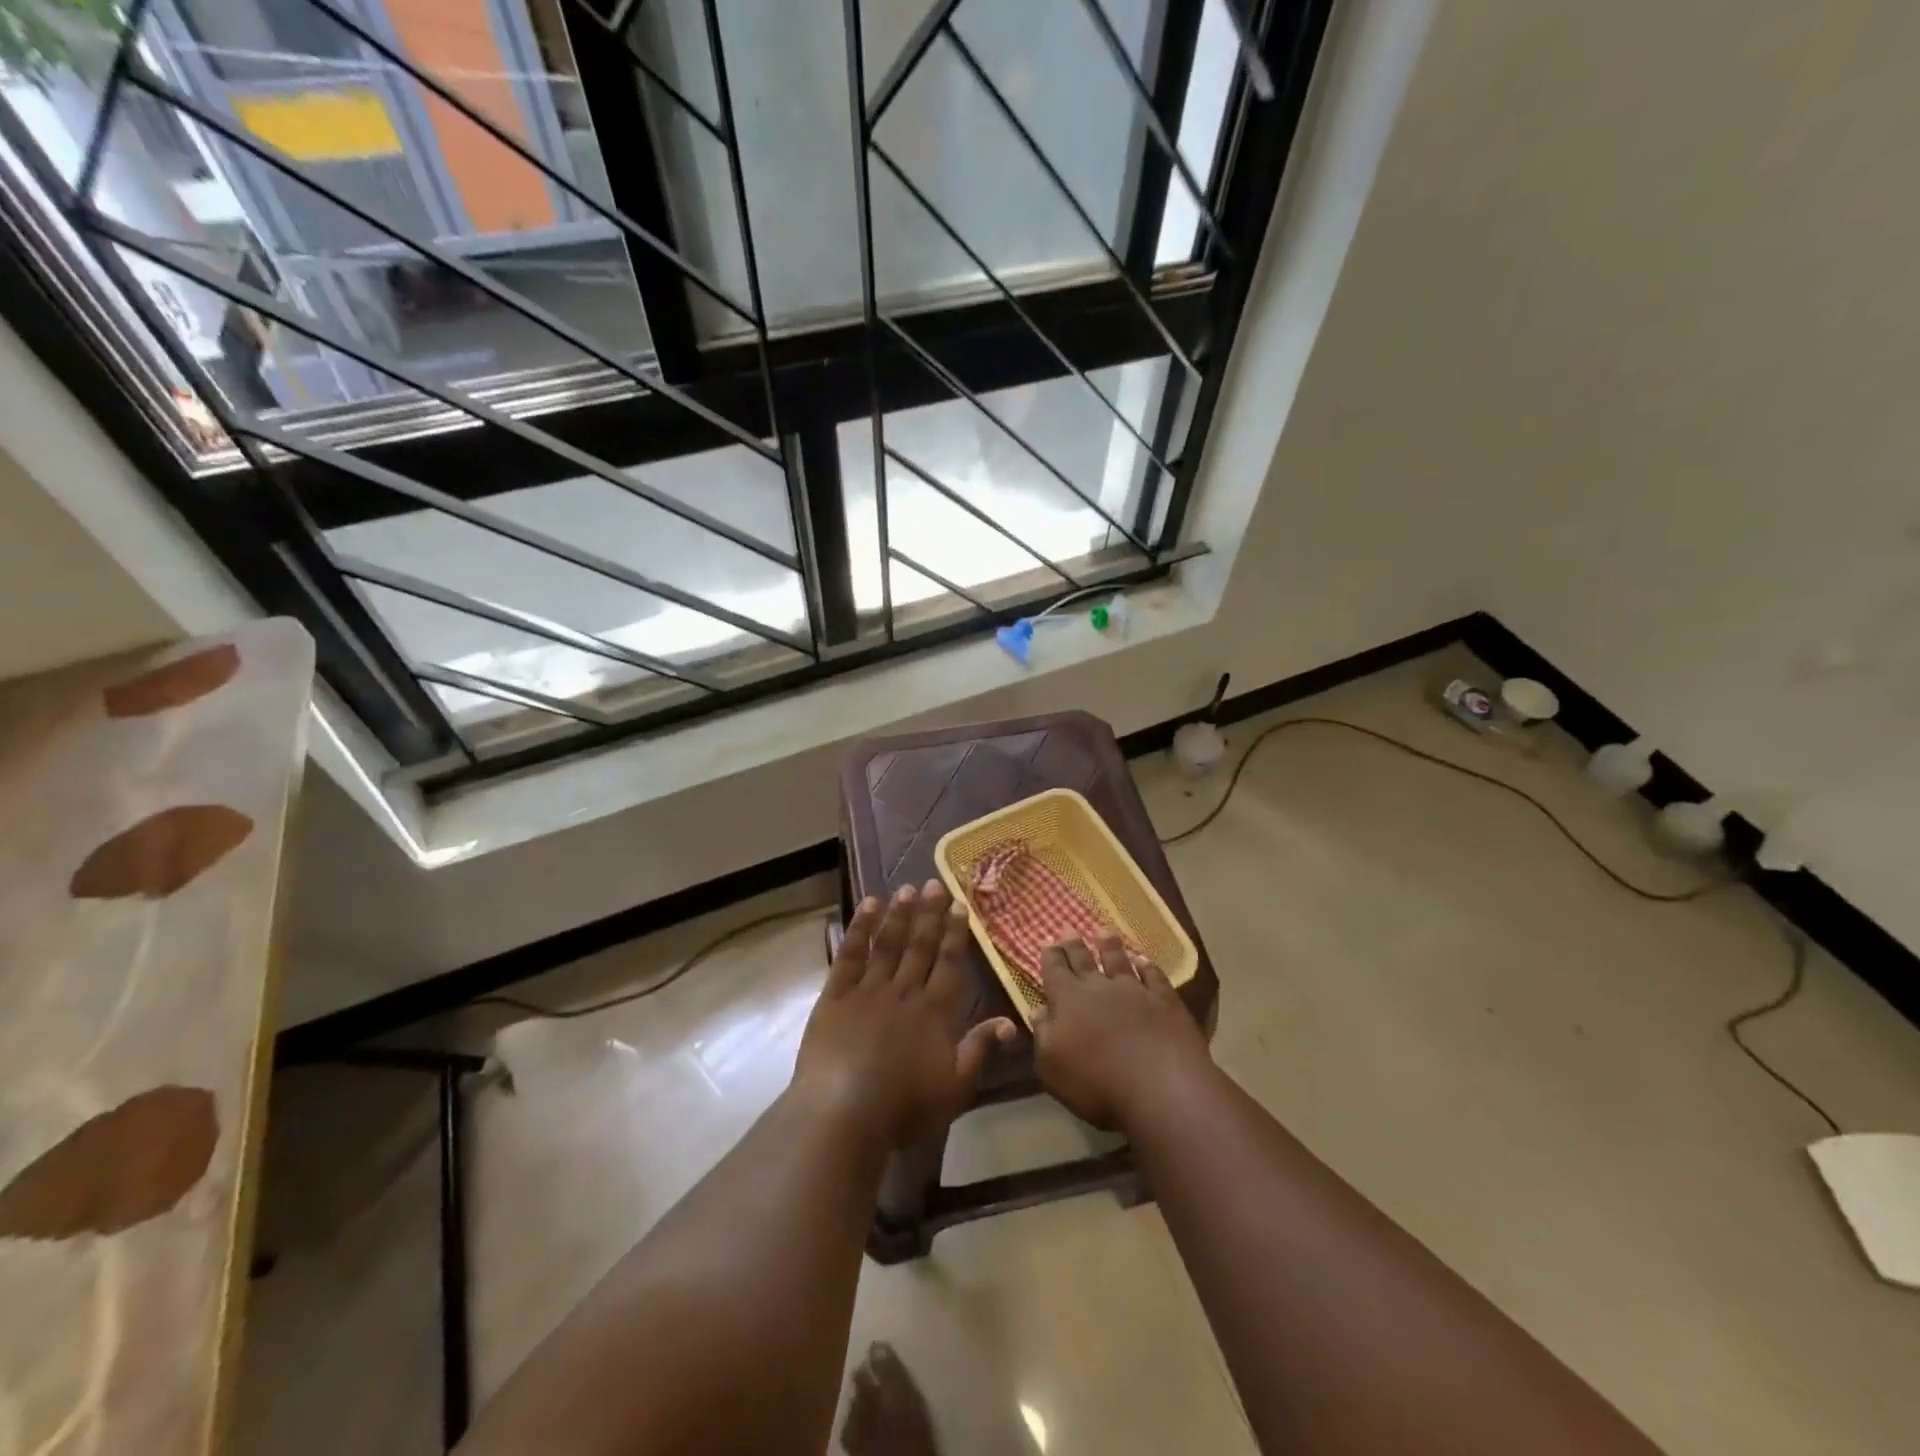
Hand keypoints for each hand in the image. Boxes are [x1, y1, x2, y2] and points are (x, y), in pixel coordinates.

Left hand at [794, 882, 1015, 1150]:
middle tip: (935, 883)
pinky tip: (867, 906)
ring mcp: (868, 990)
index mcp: (935, 1012)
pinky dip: (860, 928)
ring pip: (889, 944)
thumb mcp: (954, 1088)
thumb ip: (980, 1049)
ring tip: (907, 889)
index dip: (956, 933)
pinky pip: (851, 954)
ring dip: (899, 914)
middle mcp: (905, 992)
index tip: (960, 905)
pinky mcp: (836, 995)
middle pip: (921, 946)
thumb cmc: (904, 1107)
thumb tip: (1011, 1022)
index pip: (950, 963)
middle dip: (930, 914)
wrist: (844, 1112)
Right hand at [1032, 934, 1211, 1130]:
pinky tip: (1144, 961)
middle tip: (1069, 929)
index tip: (1047, 943)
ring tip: (1104, 932)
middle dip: (1074, 944)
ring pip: (1119, 961)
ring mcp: (1135, 991)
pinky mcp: (1165, 1001)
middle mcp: (1099, 987)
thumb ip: (1043, 1035)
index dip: (1050, 956)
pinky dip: (1147, 966)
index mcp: (1068, 1000)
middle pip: (1084, 960)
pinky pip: (1153, 976)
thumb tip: (1037, 1010)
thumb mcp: (1052, 1067)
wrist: (1160, 1088)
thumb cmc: (1096, 1084)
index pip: (1054, 970)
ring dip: (1110, 946)